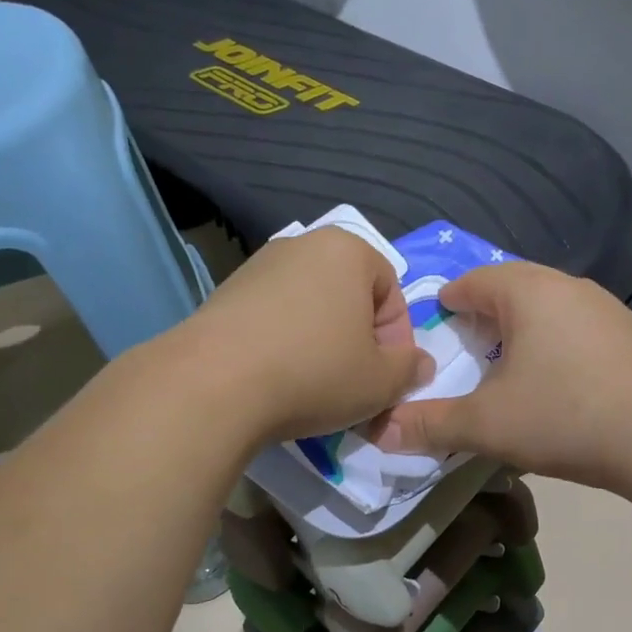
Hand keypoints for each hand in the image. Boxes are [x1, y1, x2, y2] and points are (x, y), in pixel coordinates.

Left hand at [182, 227, 429, 443]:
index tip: (384, 377)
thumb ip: (410, 369)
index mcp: (348, 250)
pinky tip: (275, 378)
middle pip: (349, 296)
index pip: (391, 291)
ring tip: (312, 386)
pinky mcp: (224, 293)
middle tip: (353, 383)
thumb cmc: (314, 373)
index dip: (396, 339)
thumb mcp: (381, 382)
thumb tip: (418, 364)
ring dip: (320, 343)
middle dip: (357, 339)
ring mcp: (257, 266)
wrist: (213, 385)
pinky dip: (283, 343)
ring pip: (309, 307)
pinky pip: (272, 317)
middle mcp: (302, 245)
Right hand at [375, 262, 631, 487]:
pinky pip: (578, 326)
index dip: (448, 301)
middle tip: (467, 344)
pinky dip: (557, 342)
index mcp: (528, 292)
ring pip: (549, 306)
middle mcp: (568, 286)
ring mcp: (606, 307)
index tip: (435, 324)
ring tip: (509, 361)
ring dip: (523, 327)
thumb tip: (379, 432)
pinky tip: (559, 378)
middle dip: (485, 312)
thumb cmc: (564, 417)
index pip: (474, 281)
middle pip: (513, 287)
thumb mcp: (486, 424)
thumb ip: (431, 424)